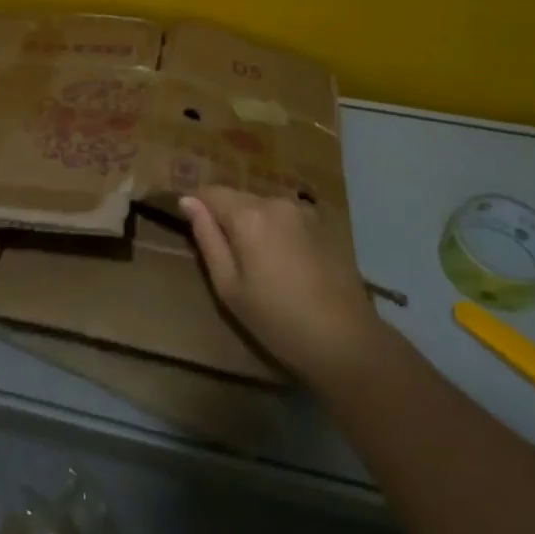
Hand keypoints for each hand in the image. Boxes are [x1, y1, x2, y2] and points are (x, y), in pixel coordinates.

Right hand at [181, 187, 385, 391]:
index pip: (210, 192)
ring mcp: (303, 211)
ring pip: (263, 207)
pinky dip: (276, 230)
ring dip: (252, 223)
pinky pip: (286, 217)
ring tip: (254, 260)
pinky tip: (283, 261)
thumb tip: (188, 202)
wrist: (346, 341)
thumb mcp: (229, 286)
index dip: (195, 205)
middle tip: (223, 253)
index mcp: (248, 216)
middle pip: (238, 198)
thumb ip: (207, 238)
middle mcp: (276, 203)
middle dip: (224, 216)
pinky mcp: (324, 224)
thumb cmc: (277, 320)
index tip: (188, 225)